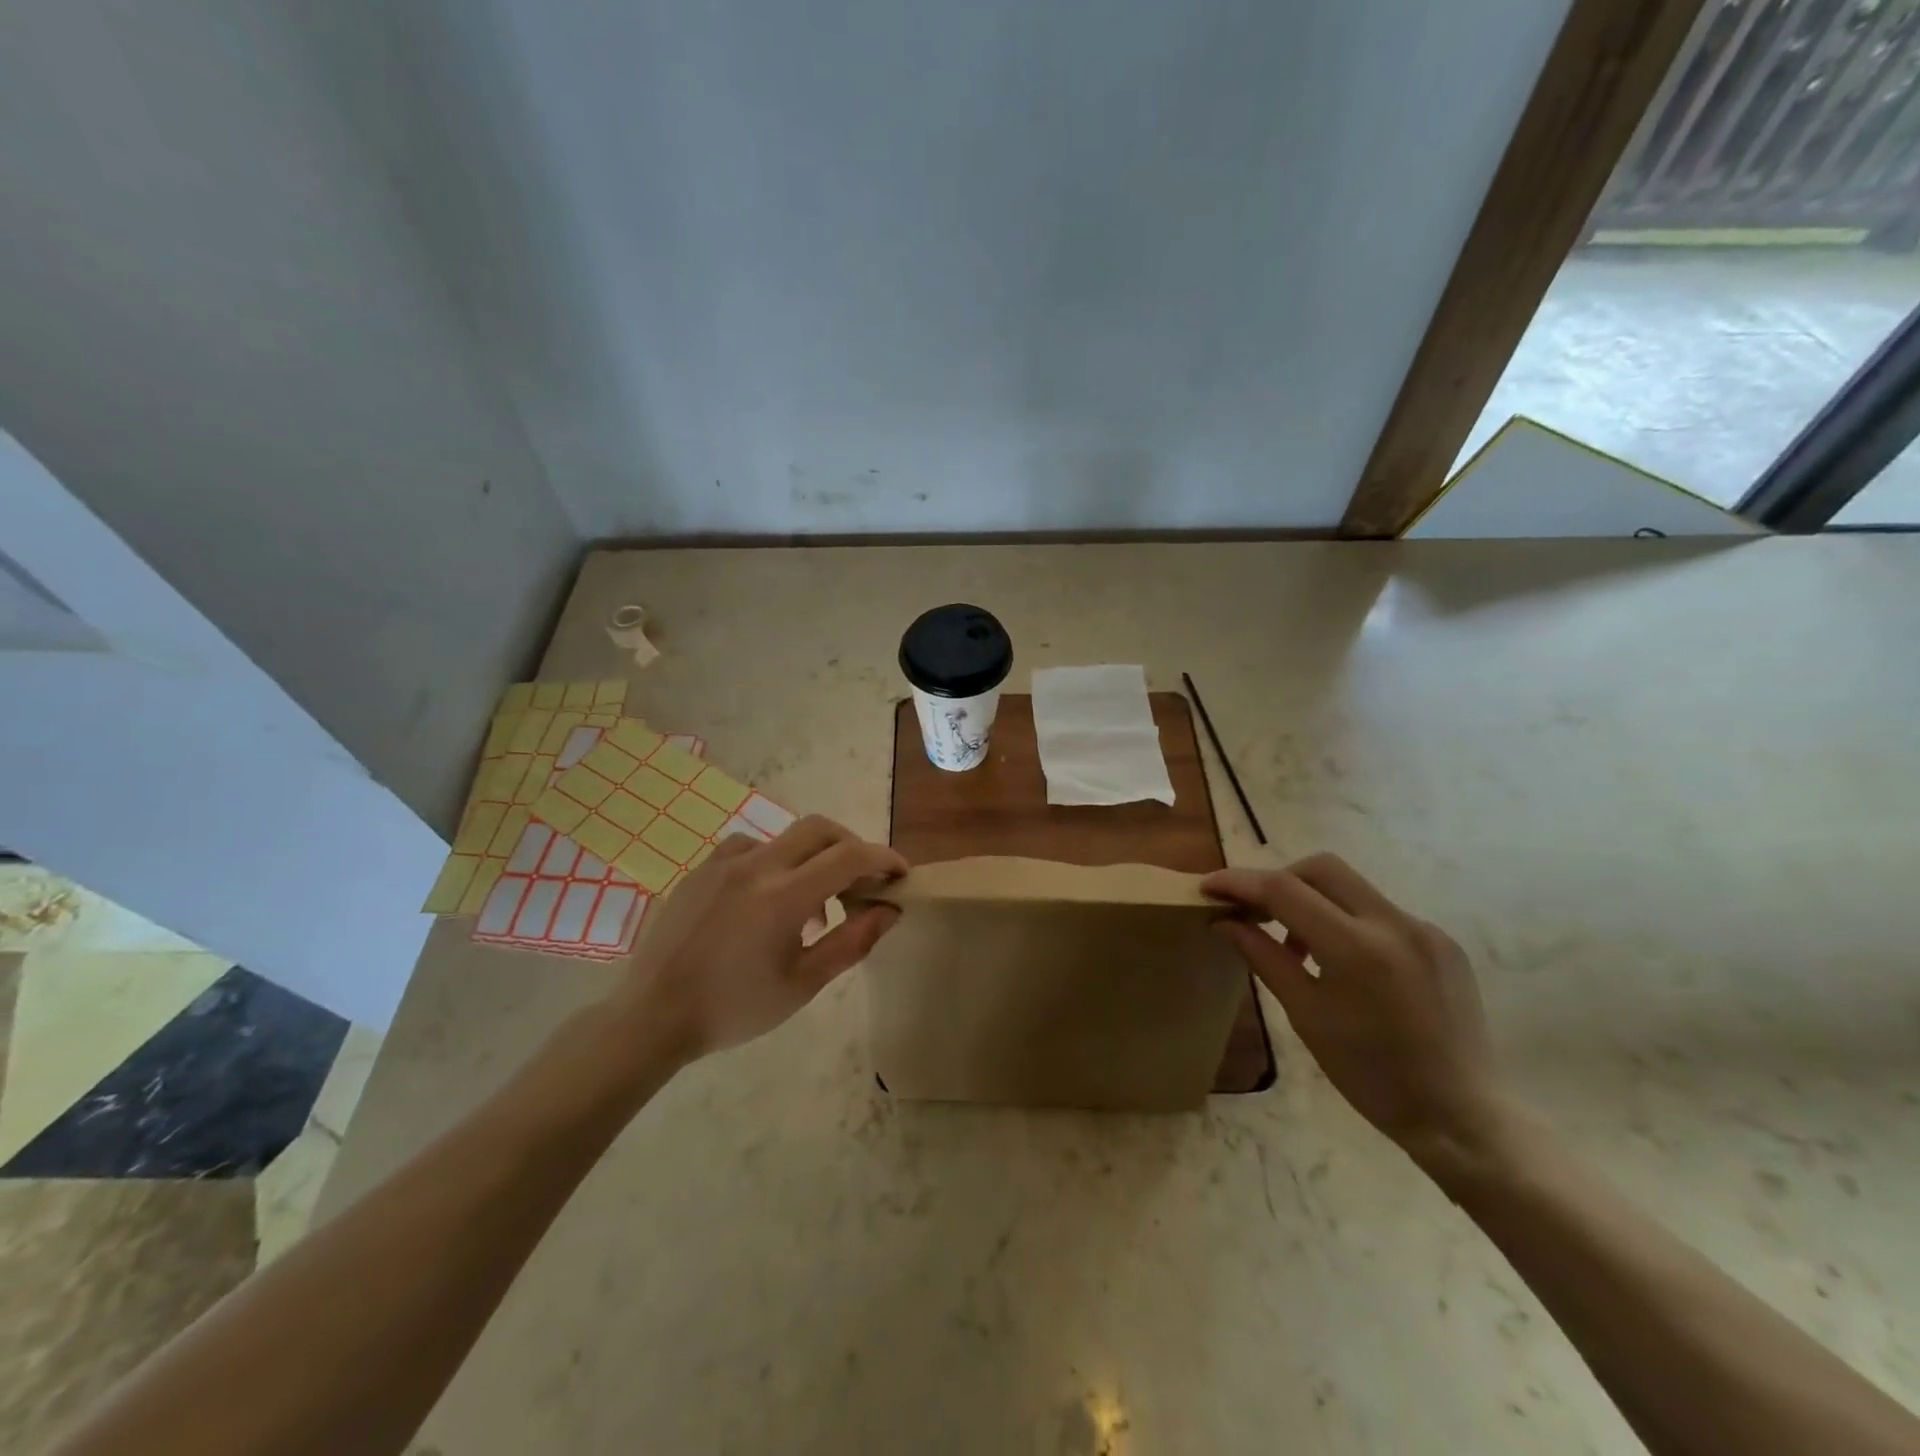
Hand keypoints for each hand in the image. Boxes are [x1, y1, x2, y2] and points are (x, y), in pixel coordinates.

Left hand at [612, 816, 907, 1062]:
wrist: (653, 1017)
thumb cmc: (734, 1008)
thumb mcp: (802, 984)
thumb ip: (851, 942)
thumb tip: (889, 910)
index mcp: (784, 896)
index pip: (850, 856)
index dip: (883, 859)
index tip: (900, 875)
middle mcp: (756, 866)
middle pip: (820, 828)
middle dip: (851, 846)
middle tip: (861, 881)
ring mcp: (723, 863)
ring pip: (784, 838)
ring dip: (811, 858)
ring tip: (811, 905)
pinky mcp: (700, 870)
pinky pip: (748, 849)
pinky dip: (773, 863)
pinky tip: (764, 898)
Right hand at [1203, 853, 1504, 1169]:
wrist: (1462, 1116)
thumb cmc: (1371, 1075)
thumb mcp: (1306, 1015)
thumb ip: (1264, 957)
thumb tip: (1225, 921)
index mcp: (1356, 948)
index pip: (1284, 890)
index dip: (1240, 883)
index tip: (1209, 887)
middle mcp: (1395, 924)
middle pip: (1321, 868)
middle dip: (1279, 879)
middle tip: (1254, 911)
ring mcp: (1425, 929)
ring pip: (1352, 886)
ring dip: (1313, 900)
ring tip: (1297, 946)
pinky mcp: (1442, 942)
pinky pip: (1380, 912)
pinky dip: (1347, 921)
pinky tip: (1343, 962)